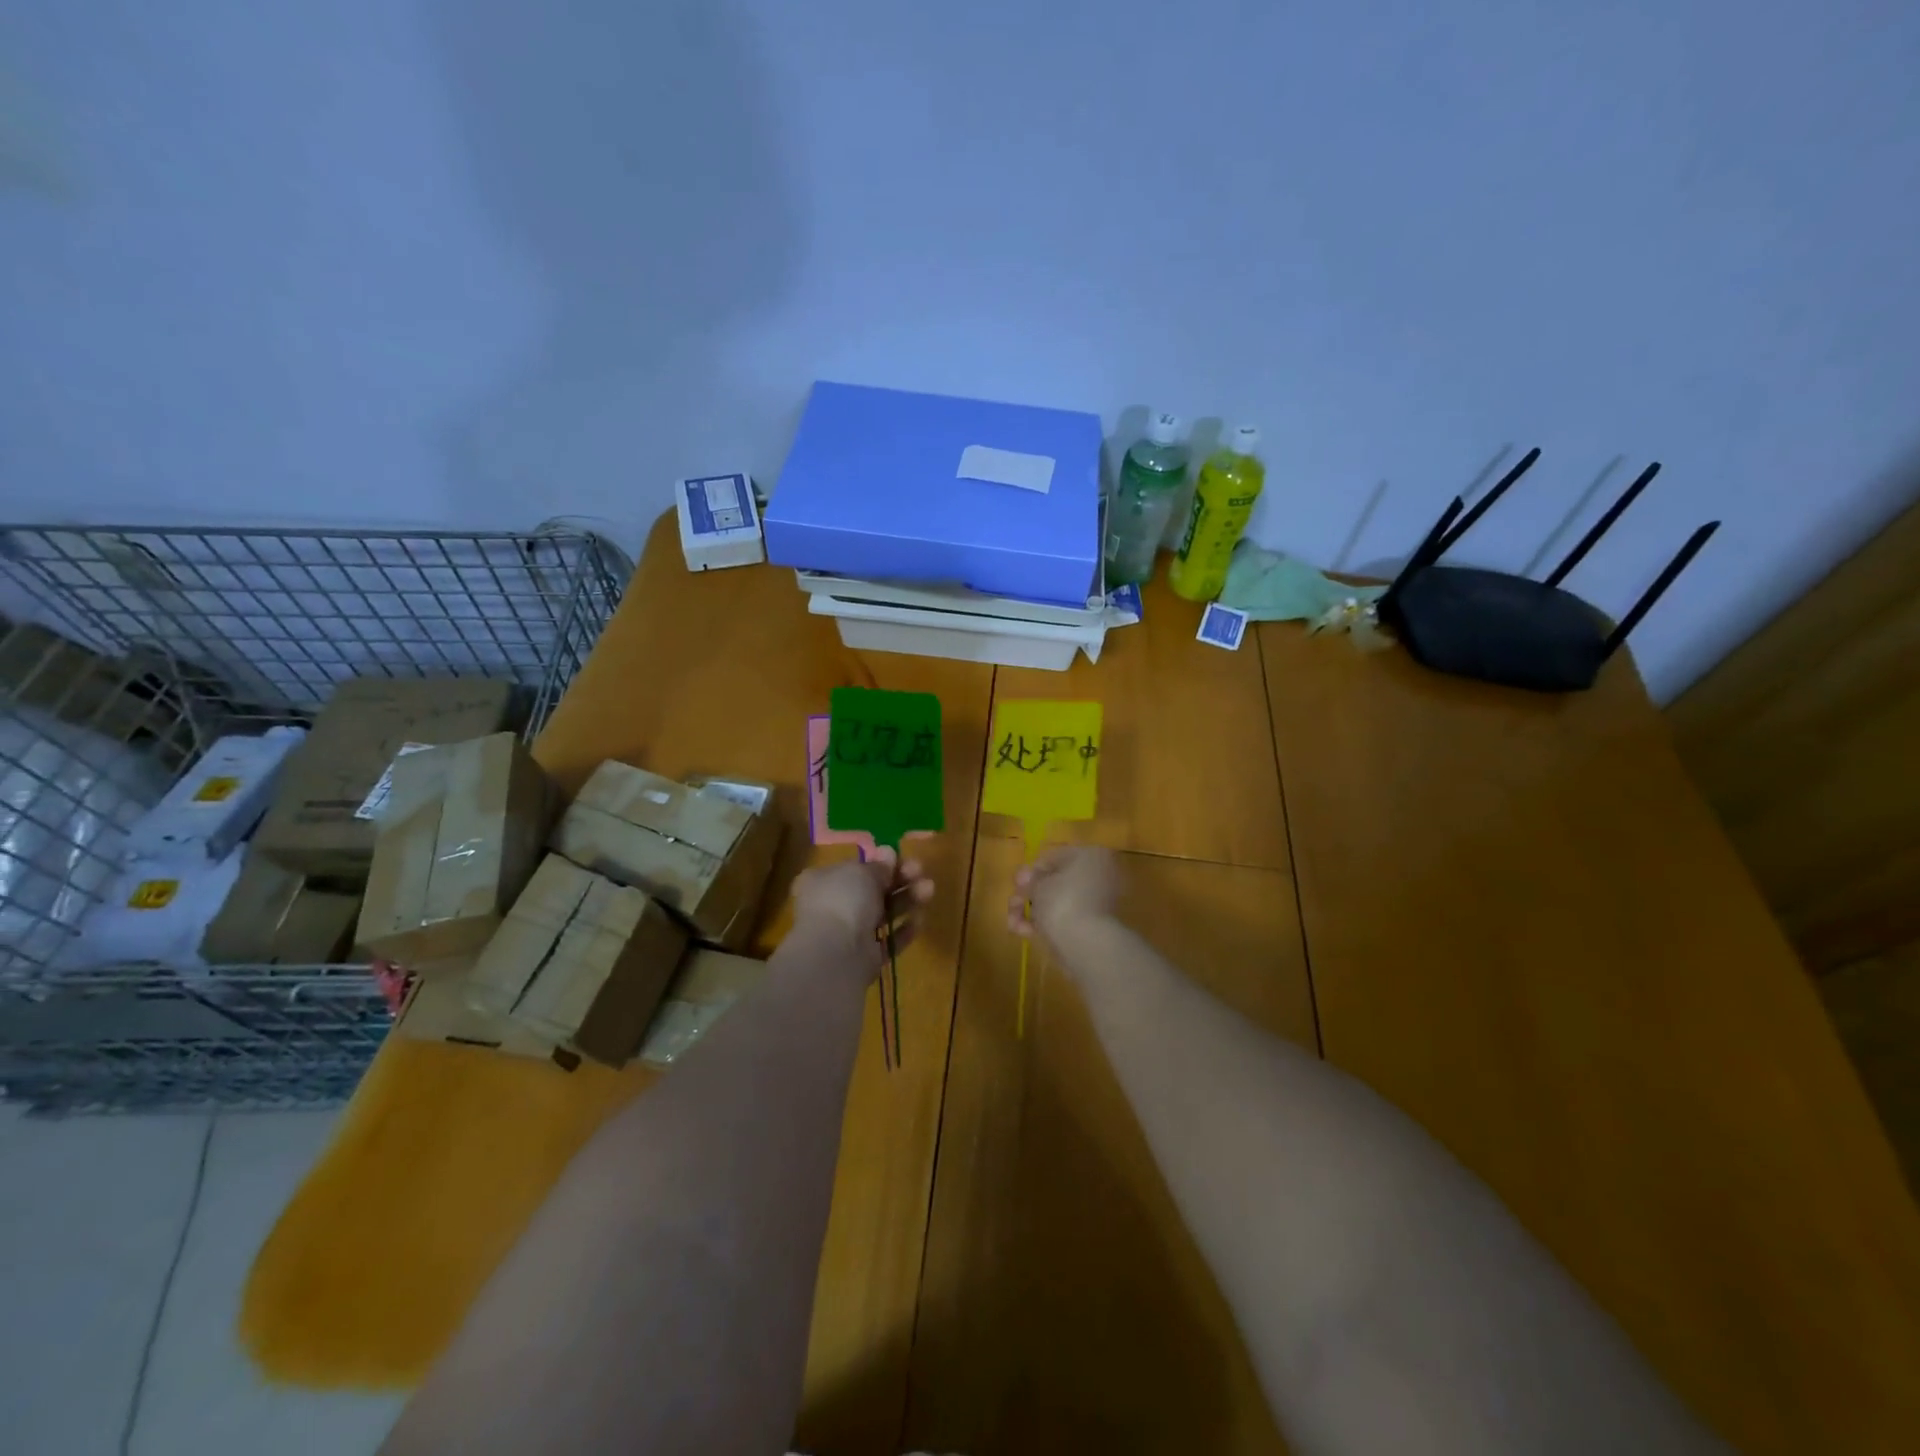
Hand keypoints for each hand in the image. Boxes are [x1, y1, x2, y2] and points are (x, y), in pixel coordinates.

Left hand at [791, 846, 934, 973]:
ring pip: (883, 913)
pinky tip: (920, 920)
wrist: (835, 953)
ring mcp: (849, 934)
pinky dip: (904, 930)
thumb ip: (879, 865)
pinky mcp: (865, 957)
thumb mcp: (862, 872)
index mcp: (823, 881)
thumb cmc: (843, 900)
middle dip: (899, 880)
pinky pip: (888, 940)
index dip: (879, 863)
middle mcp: (833, 906)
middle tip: (920, 871)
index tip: (900, 858)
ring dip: (907, 900)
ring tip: (929, 889)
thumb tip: (888, 853)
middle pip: (872, 890)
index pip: (854, 869)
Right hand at [1008, 845, 1120, 947]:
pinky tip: (1023, 932)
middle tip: (1013, 903)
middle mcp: (1097, 875)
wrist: (1086, 945)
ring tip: (1013, 922)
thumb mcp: (1037, 884)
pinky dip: (1042, 925)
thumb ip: (1029, 878)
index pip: (1054, 857)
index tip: (1018, 883)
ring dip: (1030, 911)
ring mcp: (1095, 903)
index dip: (1031, 870)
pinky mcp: (1090, 927)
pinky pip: (1063, 918)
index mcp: (1090, 856)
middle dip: (1028, 893)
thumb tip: (1026, 880)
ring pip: (1055, 902)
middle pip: (1053, 881)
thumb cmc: (1062, 902)